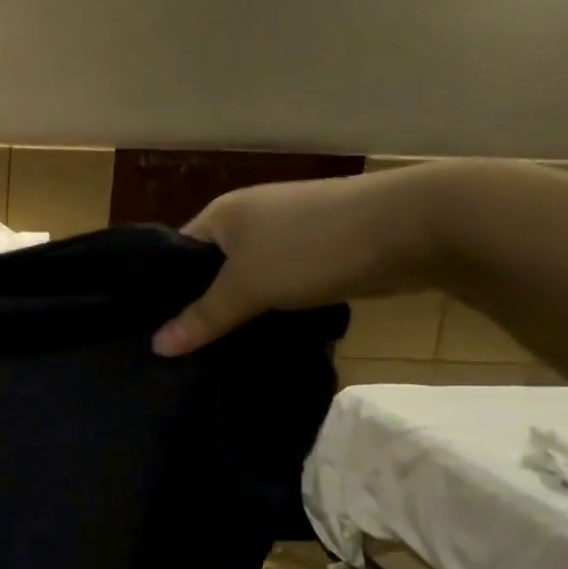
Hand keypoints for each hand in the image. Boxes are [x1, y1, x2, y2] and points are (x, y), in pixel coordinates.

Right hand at [152, 165, 445, 356]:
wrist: (415, 225)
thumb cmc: (312, 247)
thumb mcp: (248, 286)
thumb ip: (203, 318)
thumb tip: (156, 347)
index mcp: (221, 214)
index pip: (175, 255)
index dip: (162, 292)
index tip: (152, 333)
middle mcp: (248, 219)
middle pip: (210, 271)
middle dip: (199, 308)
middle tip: (180, 352)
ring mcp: (286, 235)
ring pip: (246, 281)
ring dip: (237, 312)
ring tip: (213, 353)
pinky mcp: (317, 255)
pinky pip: (277, 286)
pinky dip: (269, 310)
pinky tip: (259, 339)